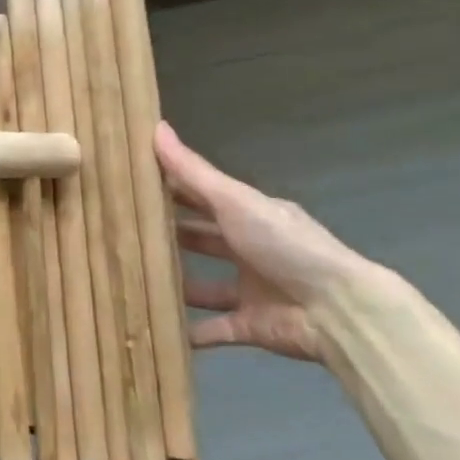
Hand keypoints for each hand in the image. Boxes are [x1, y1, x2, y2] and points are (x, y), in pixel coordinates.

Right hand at [154, 123, 389, 362]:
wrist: (338, 311)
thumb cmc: (283, 245)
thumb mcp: (234, 201)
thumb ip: (193, 171)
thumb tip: (155, 126)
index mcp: (250, 216)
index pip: (203, 197)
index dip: (170, 189)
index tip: (130, 184)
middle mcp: (250, 250)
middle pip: (202, 240)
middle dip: (169, 237)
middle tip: (121, 232)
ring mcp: (251, 290)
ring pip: (204, 285)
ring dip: (175, 284)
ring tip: (131, 279)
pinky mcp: (250, 326)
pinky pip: (214, 329)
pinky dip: (189, 333)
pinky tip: (155, 327)